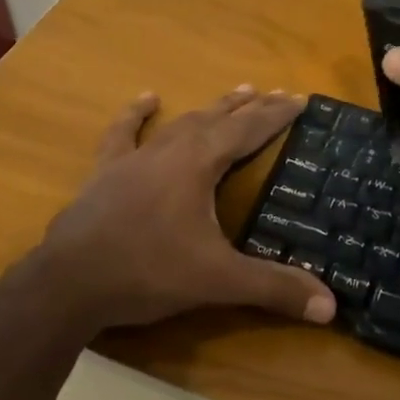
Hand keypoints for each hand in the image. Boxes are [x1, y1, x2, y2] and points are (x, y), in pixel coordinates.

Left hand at [7, 87, 335, 336]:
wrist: (68, 283)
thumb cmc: (148, 272)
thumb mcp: (217, 280)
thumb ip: (273, 288)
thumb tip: (330, 307)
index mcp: (200, 164)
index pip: (249, 129)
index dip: (276, 114)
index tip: (299, 97)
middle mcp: (171, 150)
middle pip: (219, 119)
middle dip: (251, 107)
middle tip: (275, 93)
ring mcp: (135, 158)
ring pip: (182, 122)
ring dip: (212, 108)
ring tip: (236, 92)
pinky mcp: (106, 172)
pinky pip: (124, 134)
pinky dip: (137, 115)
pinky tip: (147, 98)